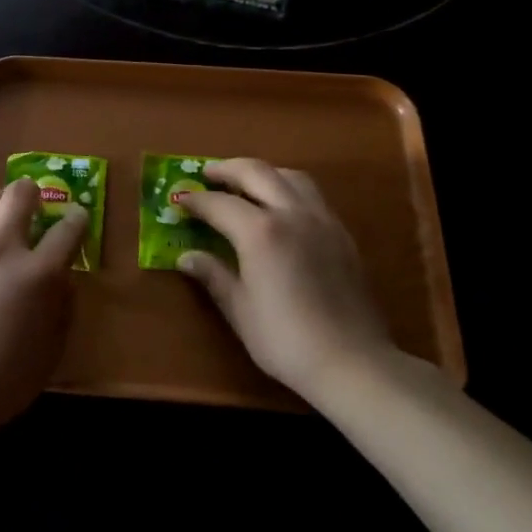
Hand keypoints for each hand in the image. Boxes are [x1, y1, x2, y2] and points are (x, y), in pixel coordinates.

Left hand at [0, 178, 87, 449]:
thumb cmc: (2, 383)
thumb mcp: (50, 353)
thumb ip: (61, 308)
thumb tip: (62, 280)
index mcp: (38, 274)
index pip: (68, 229)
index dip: (77, 219)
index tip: (76, 219)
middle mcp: (2, 248)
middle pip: (21, 193)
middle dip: (33, 194)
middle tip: (32, 209)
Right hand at [177, 159, 395, 404]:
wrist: (353, 363)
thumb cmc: (286, 340)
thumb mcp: (240, 310)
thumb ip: (214, 275)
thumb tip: (186, 257)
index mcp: (260, 232)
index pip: (219, 203)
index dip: (195, 200)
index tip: (179, 200)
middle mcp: (292, 214)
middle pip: (257, 172)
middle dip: (227, 169)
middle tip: (207, 175)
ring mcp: (322, 220)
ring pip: (290, 177)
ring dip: (263, 173)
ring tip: (246, 185)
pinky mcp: (342, 234)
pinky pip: (312, 196)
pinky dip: (288, 189)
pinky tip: (281, 210)